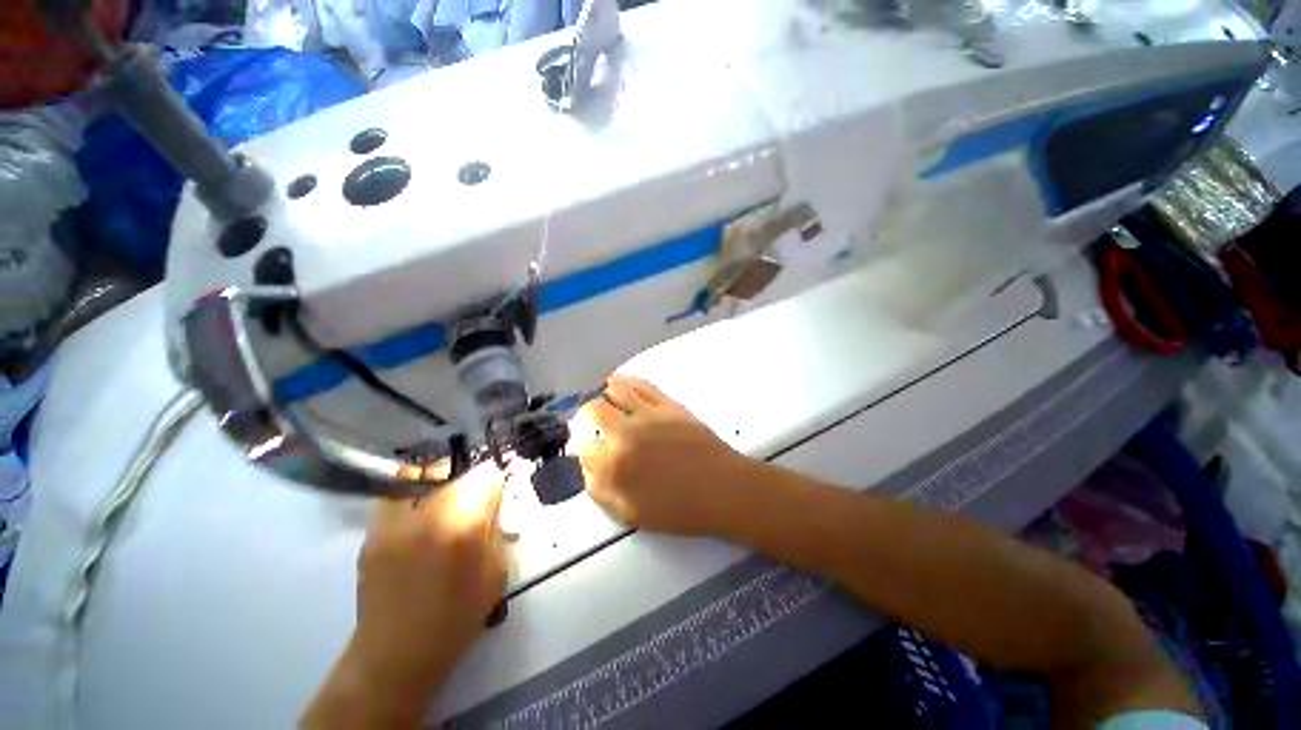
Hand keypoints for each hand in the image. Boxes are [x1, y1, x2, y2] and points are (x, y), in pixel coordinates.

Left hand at [351, 462, 506, 689]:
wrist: (395, 654)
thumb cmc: (457, 616)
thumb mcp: (495, 571)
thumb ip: (495, 528)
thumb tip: (494, 499)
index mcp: (461, 527)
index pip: (485, 475)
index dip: (497, 476)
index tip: (500, 485)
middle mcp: (424, 515)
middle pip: (452, 468)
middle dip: (469, 475)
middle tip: (475, 492)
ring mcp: (391, 522)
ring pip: (419, 473)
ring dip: (439, 477)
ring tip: (447, 494)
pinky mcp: (371, 532)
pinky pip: (395, 494)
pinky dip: (413, 491)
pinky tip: (422, 509)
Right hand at [570, 374, 750, 535]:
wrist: (724, 489)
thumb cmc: (680, 509)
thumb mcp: (633, 514)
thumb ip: (603, 491)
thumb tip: (589, 470)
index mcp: (616, 465)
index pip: (583, 447)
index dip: (581, 448)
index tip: (586, 450)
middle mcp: (627, 432)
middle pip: (592, 410)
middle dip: (586, 416)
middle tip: (592, 424)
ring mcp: (649, 413)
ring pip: (616, 389)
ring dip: (606, 395)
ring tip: (609, 403)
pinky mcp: (669, 404)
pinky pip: (642, 385)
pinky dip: (629, 383)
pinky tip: (626, 389)